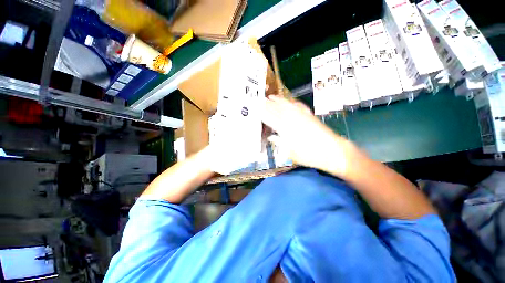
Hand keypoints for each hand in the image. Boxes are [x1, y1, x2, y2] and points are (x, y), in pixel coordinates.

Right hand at [261, 95, 354, 175]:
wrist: (332, 151)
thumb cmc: (309, 156)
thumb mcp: (290, 153)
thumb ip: (279, 143)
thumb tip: (271, 136)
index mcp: (285, 129)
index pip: (270, 118)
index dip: (262, 113)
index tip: (256, 108)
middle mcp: (292, 120)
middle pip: (277, 109)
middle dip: (268, 104)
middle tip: (260, 99)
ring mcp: (302, 115)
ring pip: (287, 105)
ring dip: (278, 100)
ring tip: (271, 96)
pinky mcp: (309, 115)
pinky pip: (299, 105)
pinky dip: (292, 102)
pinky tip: (289, 100)